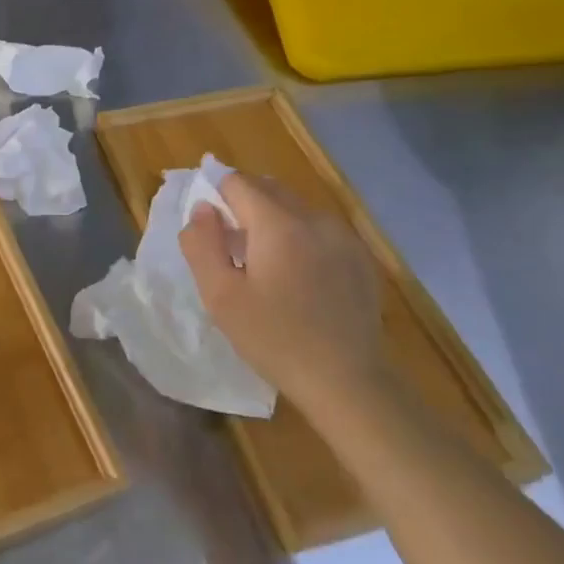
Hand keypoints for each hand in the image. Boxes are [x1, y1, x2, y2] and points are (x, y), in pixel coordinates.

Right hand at [179, 173, 383, 412]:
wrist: (347, 381)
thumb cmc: (274, 339)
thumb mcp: (220, 296)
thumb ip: (202, 244)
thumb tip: (202, 209)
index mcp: (277, 223)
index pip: (236, 182)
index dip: (215, 195)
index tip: (209, 228)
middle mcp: (314, 218)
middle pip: (268, 188)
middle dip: (242, 204)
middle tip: (230, 246)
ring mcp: (343, 236)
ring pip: (295, 207)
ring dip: (272, 220)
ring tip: (262, 263)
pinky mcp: (361, 257)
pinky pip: (319, 229)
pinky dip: (300, 237)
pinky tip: (296, 277)